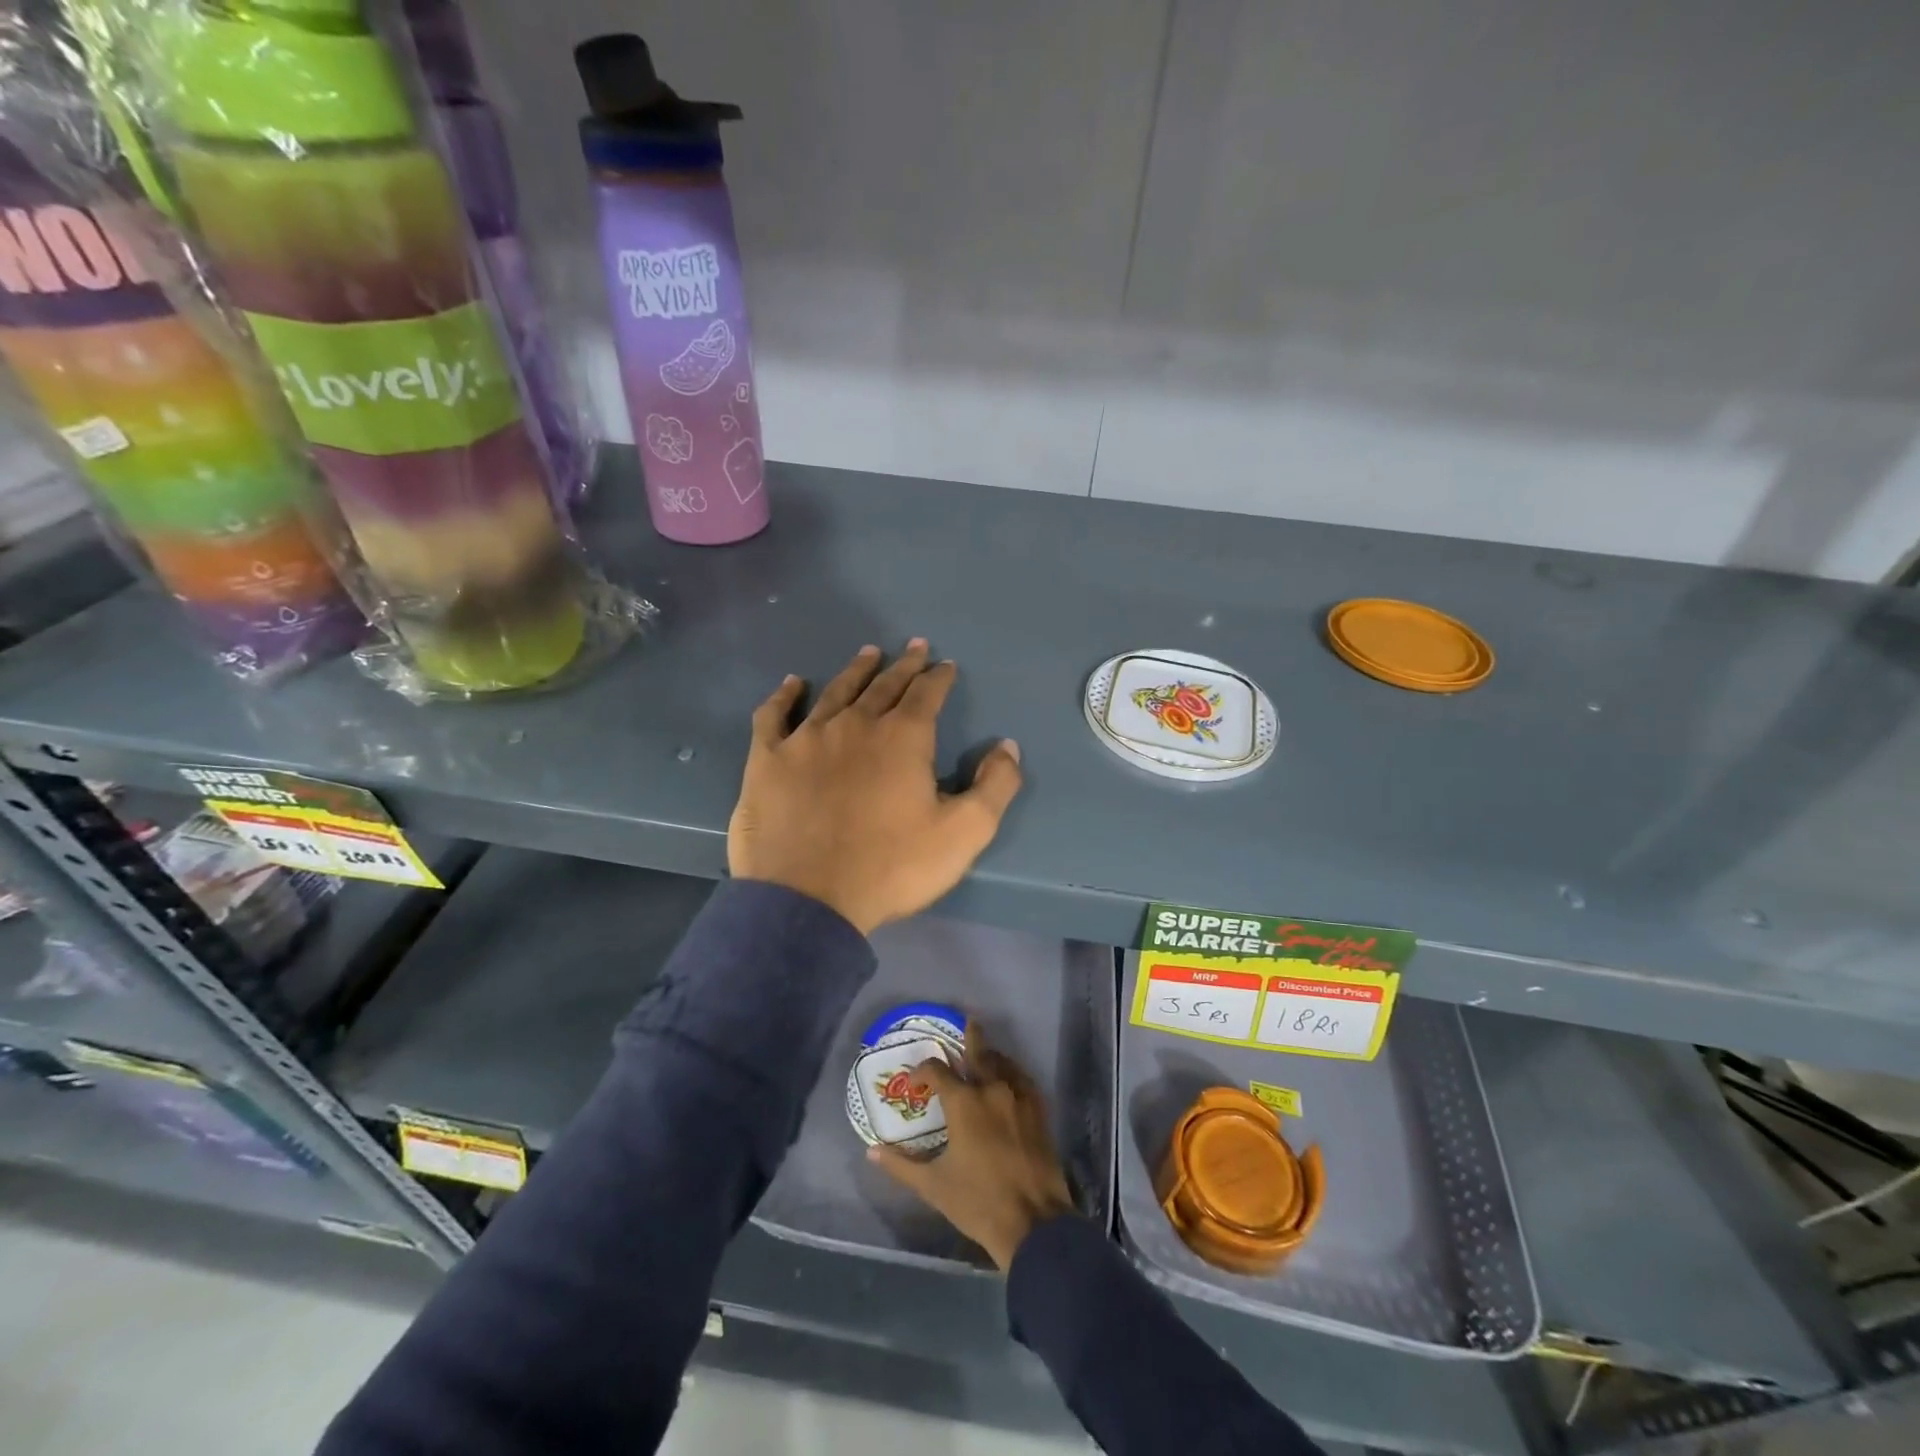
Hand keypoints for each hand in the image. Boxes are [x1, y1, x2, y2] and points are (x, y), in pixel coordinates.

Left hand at [728, 640, 1023, 934]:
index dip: (938, 677)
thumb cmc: (892, 867)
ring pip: (835, 692)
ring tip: (868, 653)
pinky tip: (792, 684)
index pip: (926, 694)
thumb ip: (995, 786)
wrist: (808, 900)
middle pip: (883, 685)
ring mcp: (806, 738)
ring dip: (855, 671)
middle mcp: (855, 725)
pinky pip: (774, 715)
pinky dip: (784, 696)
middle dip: (903, 665)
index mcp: (903, 738)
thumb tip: (1008, 746)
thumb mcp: (964, 833)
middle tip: (914, 647)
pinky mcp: (768, 759)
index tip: (946, 665)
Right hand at [868, 1025, 1073, 1269]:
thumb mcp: (933, 1186)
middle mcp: (992, 1089)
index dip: (924, 1070)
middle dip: (971, 1037)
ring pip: (1003, 1063)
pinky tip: (1010, 1079)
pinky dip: (1013, 1073)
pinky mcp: (1039, 1111)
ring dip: (991, 1056)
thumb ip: (901, 1165)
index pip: (938, 1071)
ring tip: (984, 1054)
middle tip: (967, 1021)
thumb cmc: (977, 1202)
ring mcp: (1019, 1098)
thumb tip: (872, 1152)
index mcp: (963, 1102)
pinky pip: (1024, 1079)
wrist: (1033, 1222)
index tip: (916, 1080)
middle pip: (979, 1052)